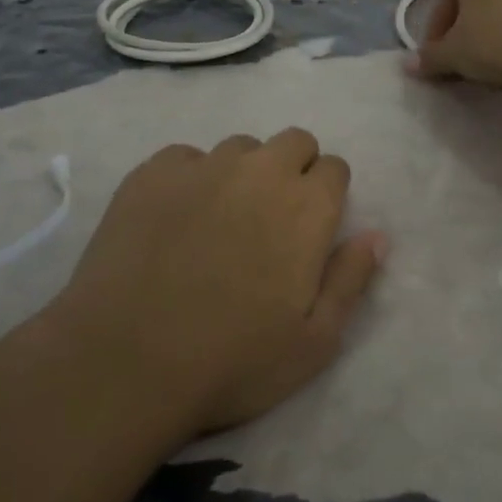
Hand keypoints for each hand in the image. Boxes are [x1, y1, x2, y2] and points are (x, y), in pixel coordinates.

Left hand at [37, 128, 385, 442]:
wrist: (124, 361)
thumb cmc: (232, 360)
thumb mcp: (314, 342)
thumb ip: (351, 280)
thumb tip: (377, 235)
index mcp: (307, 206)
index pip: (335, 168)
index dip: (328, 195)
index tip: (312, 229)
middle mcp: (261, 171)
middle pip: (294, 141)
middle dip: (294, 169)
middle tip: (272, 220)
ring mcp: (203, 166)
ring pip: (240, 147)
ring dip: (243, 173)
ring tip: (219, 220)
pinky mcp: (152, 173)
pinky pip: (185, 157)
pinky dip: (190, 178)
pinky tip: (173, 220)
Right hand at [413, 0, 501, 86]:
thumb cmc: (498, 40)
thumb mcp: (456, 53)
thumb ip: (430, 57)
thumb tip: (409, 66)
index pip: (442, 3)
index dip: (436, 37)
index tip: (438, 63)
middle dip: (465, 31)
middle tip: (463, 63)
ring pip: (499, 3)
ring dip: (491, 30)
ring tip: (492, 64)